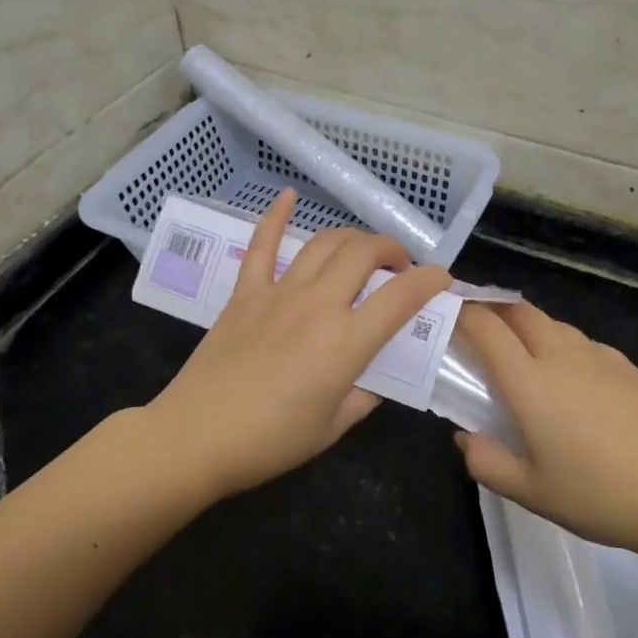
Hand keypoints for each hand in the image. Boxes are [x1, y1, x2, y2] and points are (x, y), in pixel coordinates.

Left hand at [145, 188, 453, 497]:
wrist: (196, 437)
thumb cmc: (270, 441)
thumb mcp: (333, 427)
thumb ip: (364, 396)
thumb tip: (375, 375)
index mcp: (346, 341)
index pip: (401, 297)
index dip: (430, 281)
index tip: (442, 279)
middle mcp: (318, 304)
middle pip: (364, 253)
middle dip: (391, 251)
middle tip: (399, 268)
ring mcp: (279, 292)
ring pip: (325, 243)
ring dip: (352, 238)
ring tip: (363, 250)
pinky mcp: (246, 292)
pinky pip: (263, 244)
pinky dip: (277, 216)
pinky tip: (288, 196)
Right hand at [451, 301, 637, 560]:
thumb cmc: (600, 495)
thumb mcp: (532, 493)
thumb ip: (488, 463)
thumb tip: (465, 438)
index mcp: (530, 382)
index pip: (487, 329)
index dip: (463, 312)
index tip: (448, 312)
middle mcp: (561, 357)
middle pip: (521, 312)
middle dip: (494, 309)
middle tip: (480, 327)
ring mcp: (600, 358)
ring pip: (554, 324)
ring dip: (530, 326)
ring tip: (524, 351)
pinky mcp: (630, 368)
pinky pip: (585, 342)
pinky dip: (565, 345)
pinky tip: (574, 376)